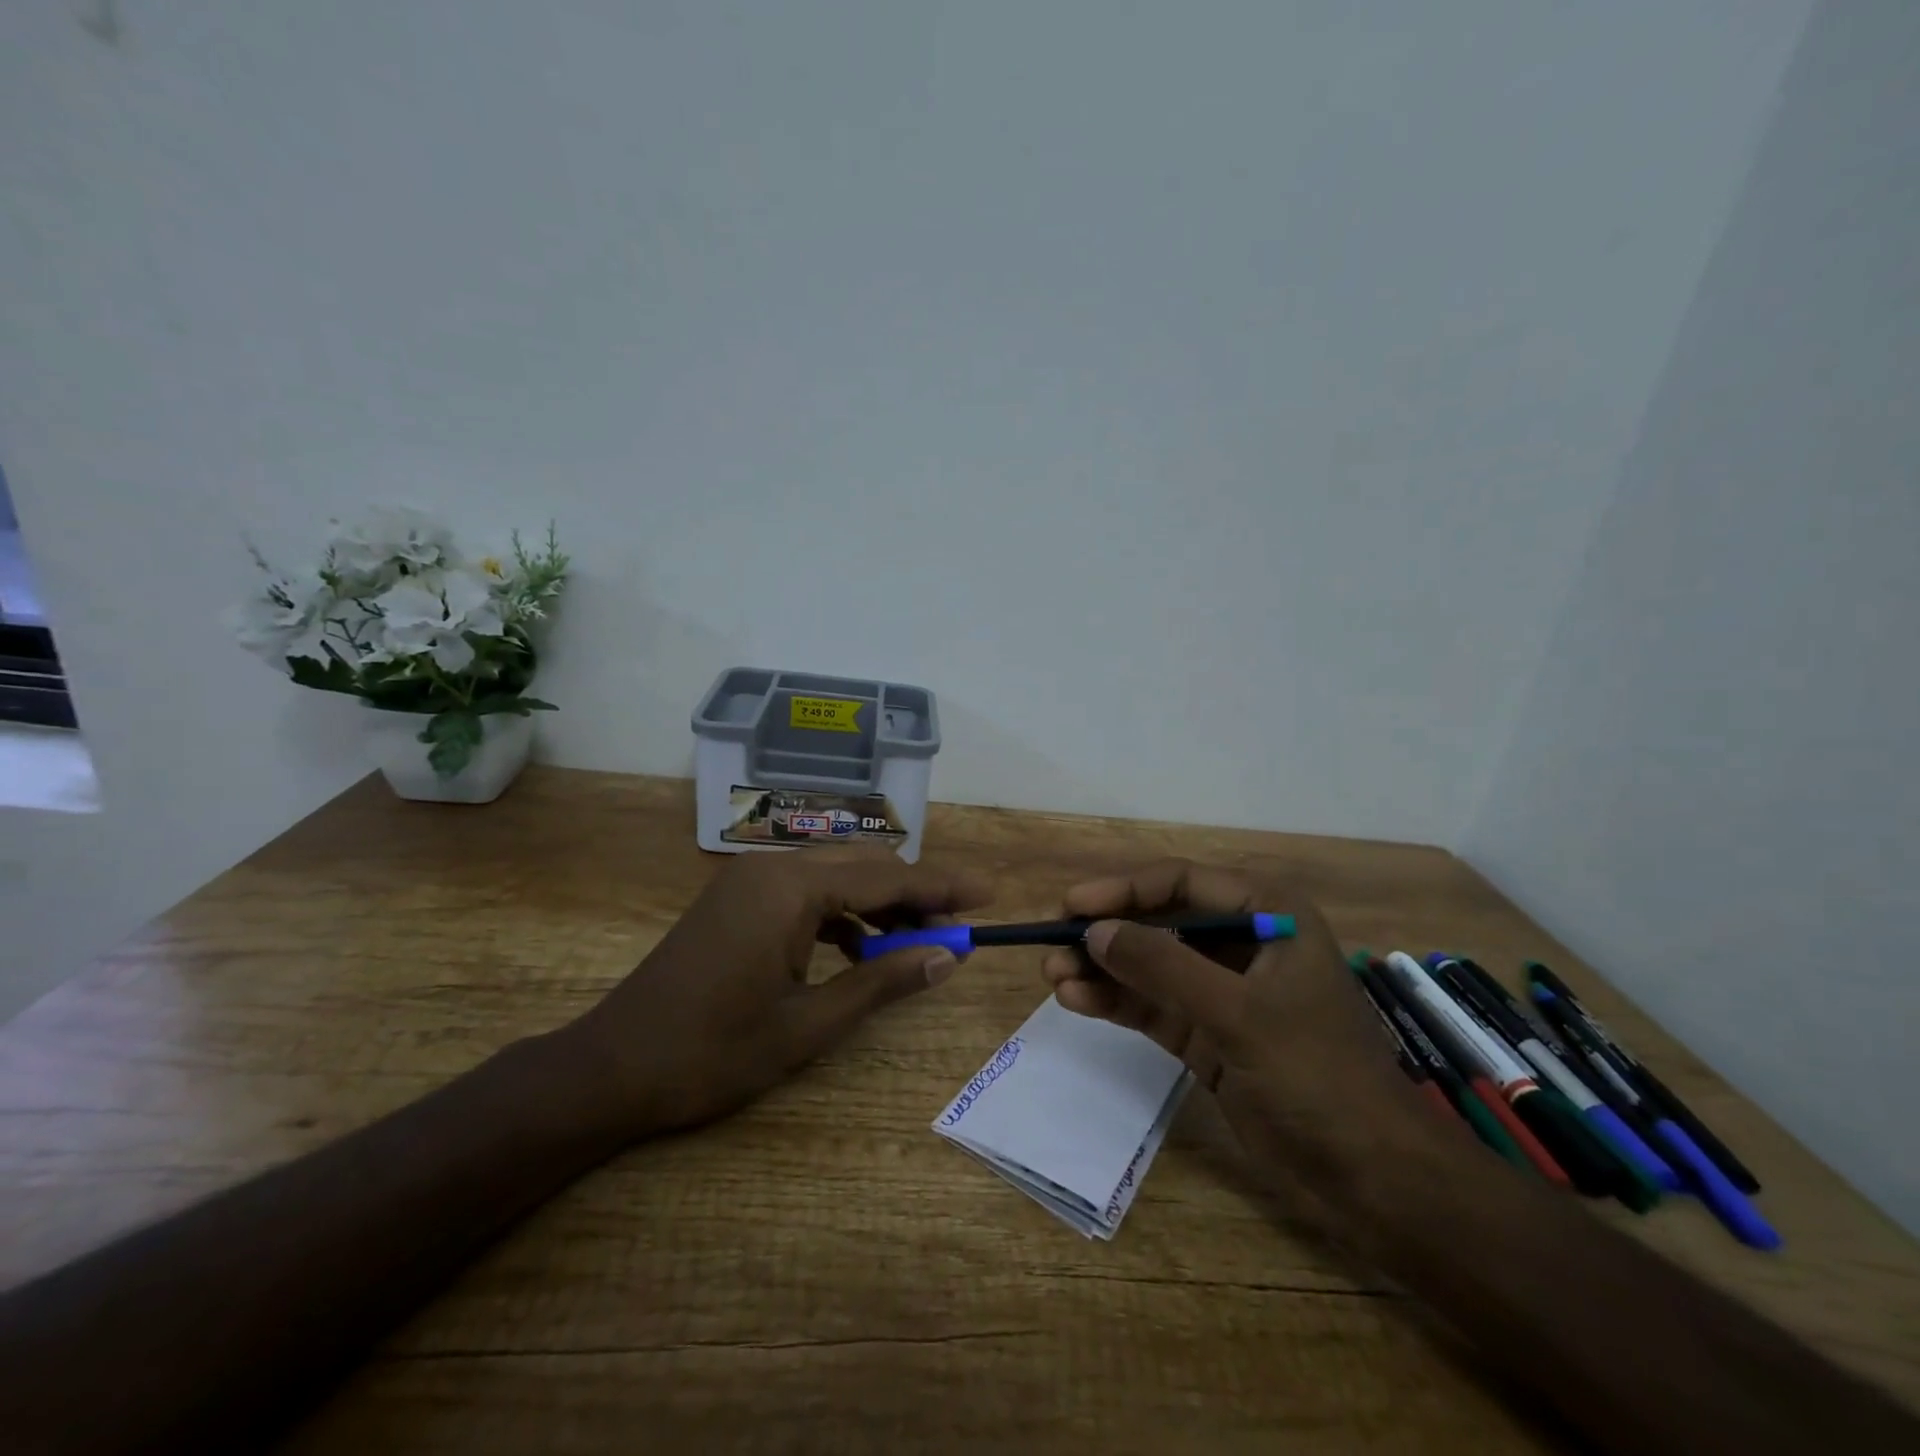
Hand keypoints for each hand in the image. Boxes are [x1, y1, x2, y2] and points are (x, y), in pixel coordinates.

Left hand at [562, 850, 991, 1139]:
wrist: (611, 1069)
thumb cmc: (712, 1053)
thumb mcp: (808, 1025)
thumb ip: (881, 983)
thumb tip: (946, 957)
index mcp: (791, 888)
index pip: (888, 876)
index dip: (943, 887)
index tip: (988, 895)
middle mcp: (772, 867)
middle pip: (864, 866)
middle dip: (915, 895)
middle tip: (956, 928)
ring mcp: (750, 879)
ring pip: (836, 877)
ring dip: (879, 904)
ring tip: (914, 945)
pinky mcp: (737, 898)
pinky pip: (806, 892)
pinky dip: (841, 915)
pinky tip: (857, 951)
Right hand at [1041, 860, 1431, 1198]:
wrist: (1373, 1178)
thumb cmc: (1316, 1075)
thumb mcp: (1238, 1013)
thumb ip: (1163, 966)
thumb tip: (1094, 931)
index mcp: (1268, 914)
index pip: (1182, 882)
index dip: (1123, 890)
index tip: (1072, 906)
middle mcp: (1244, 943)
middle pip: (1161, 922)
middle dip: (1108, 934)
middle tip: (1054, 946)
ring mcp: (1225, 991)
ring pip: (1152, 966)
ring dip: (1104, 970)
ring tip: (1054, 977)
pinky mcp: (1210, 1034)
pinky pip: (1154, 1006)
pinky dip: (1118, 1003)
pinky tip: (1077, 1002)